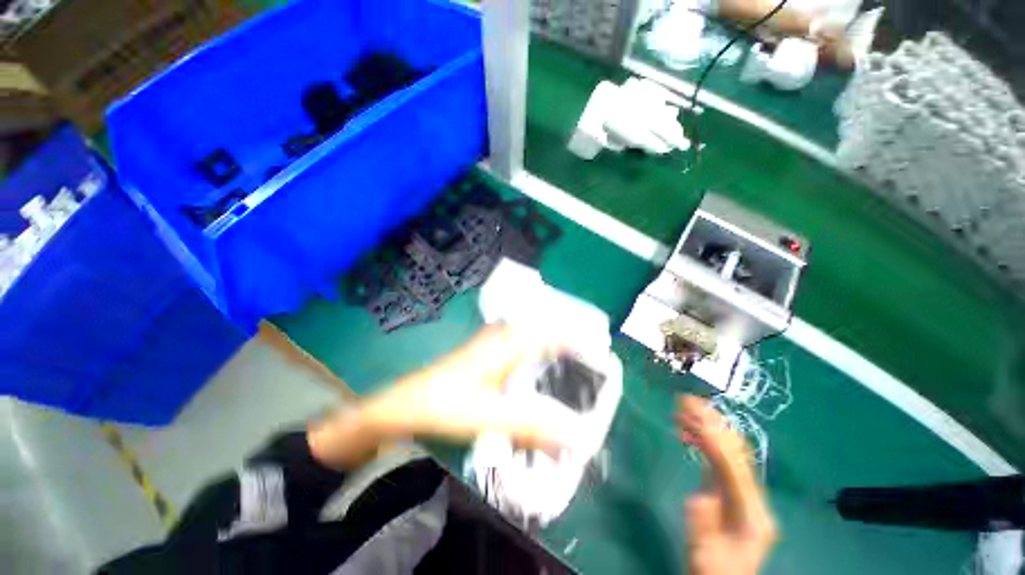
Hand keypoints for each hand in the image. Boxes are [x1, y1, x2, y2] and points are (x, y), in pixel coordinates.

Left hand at [361, 324, 579, 451]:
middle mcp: (502, 338)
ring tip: (572, 369)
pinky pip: (519, 352)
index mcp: (506, 344)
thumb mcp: (488, 416)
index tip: (601, 350)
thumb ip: (531, 426)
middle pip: (543, 333)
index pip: (551, 332)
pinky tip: (539, 378)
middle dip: (568, 343)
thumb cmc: (443, 405)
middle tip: (590, 363)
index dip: (578, 337)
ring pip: (530, 341)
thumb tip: (576, 439)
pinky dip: (534, 360)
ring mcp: (492, 346)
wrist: (403, 405)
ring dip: (551, 351)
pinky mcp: (485, 358)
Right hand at [676, 396, 777, 574]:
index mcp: (752, 514)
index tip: (690, 414)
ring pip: (730, 450)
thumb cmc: (712, 570)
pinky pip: (721, 458)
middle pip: (736, 452)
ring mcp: (745, 493)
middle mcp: (754, 498)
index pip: (732, 467)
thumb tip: (700, 495)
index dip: (712, 439)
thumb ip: (703, 519)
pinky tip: (687, 431)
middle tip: (686, 400)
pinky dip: (704, 441)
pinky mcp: (732, 491)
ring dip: (707, 427)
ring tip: (681, 409)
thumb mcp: (703, 550)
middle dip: (712, 422)